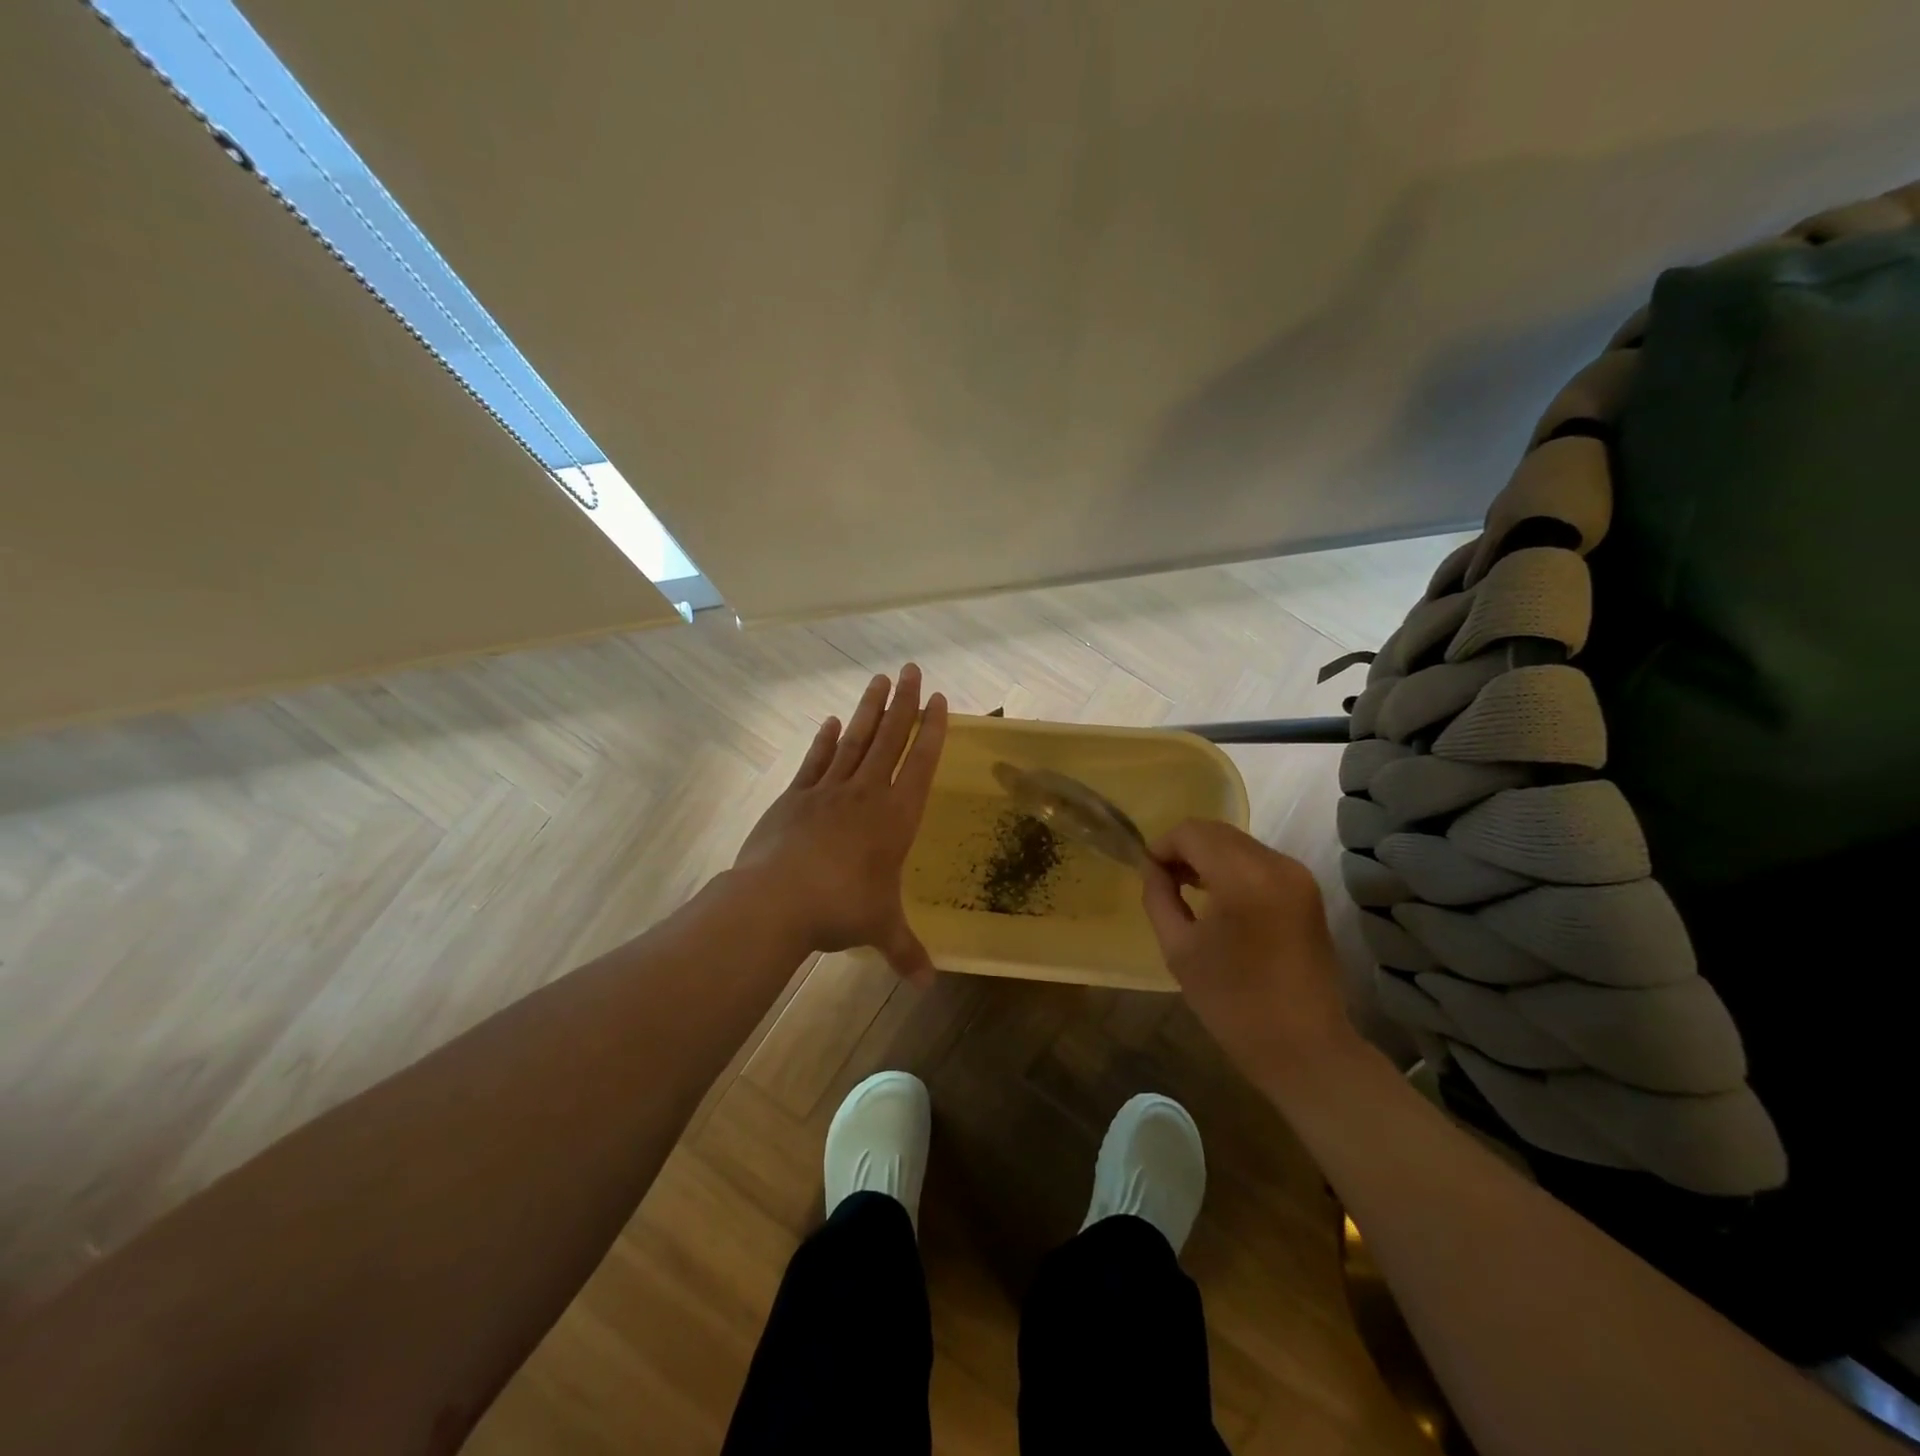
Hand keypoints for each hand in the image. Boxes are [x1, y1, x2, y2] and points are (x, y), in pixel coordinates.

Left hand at [733, 665, 948, 984]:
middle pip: (891, 739)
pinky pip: (816, 761)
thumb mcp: (880, 930)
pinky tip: (832, 720)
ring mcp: (829, 790)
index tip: (940, 702)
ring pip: (856, 740)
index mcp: (896, 817)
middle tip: (913, 669)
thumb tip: (928, 985)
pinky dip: (825, 739)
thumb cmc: (841, 909)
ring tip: (880, 680)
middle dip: (905, 704)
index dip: (933, 731)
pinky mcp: (796, 796)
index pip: (921, 764)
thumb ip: (906, 951)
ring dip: (870, 709)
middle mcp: (867, 794)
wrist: (777, 899)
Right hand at [1141, 820, 1360, 1082]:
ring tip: (1188, 890)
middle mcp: (1276, 864)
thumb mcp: (1178, 948)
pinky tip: (1219, 898)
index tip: (1149, 874)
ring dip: (1208, 856)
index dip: (1162, 846)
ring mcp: (1297, 875)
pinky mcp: (1307, 890)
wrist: (1303, 1047)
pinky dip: (1232, 867)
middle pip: (1216, 831)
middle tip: (1164, 881)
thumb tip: (1153, 868)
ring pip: (1238, 843)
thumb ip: (1159, 897)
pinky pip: (1258, 860)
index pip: (1191, 833)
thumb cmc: (1232, 1003)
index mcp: (1243, 878)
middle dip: (1185, 848)